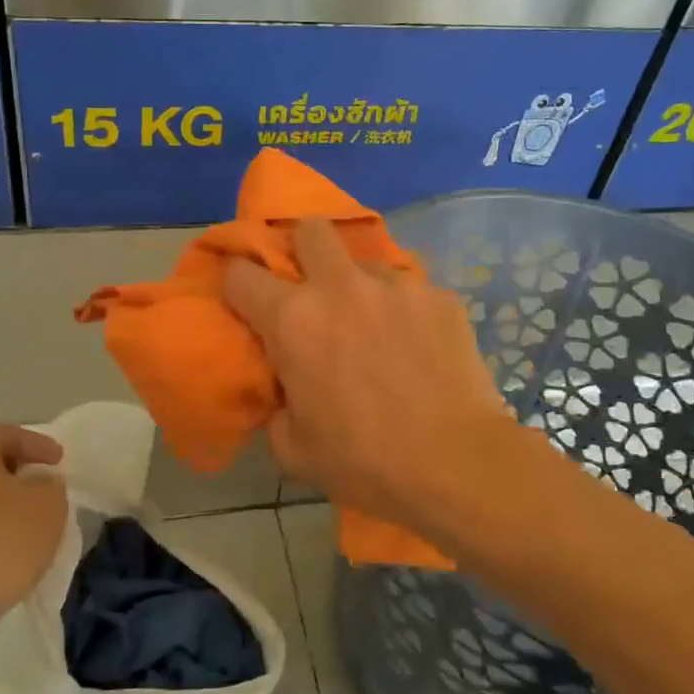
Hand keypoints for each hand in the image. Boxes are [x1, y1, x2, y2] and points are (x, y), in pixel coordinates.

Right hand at [222, 217, 516, 546]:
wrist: (455, 465)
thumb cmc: (364, 462)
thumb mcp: (293, 449)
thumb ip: (276, 406)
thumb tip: (284, 389)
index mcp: (293, 319)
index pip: (240, 274)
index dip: (237, 285)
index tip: (246, 303)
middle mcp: (340, 287)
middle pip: (310, 228)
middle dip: (303, 249)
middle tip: (312, 287)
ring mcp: (396, 286)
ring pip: (365, 262)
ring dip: (359, 286)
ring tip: (376, 326)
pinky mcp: (439, 296)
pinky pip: (411, 290)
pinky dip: (405, 310)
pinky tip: (419, 345)